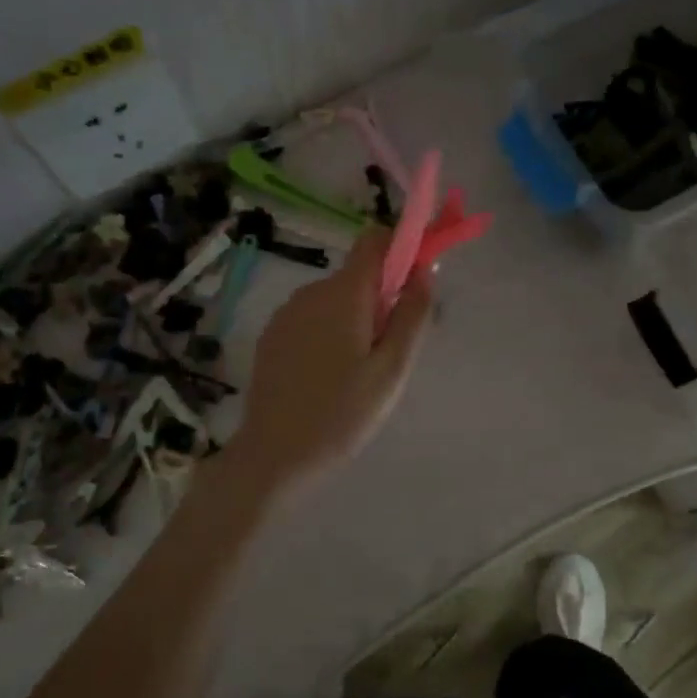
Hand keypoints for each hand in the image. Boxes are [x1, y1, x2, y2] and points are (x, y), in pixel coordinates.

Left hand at [226, 231, 433, 502]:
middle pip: (358, 275)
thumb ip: (412, 314)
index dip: (402, 248)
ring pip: (336, 299)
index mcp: (343, 294)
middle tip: (393, 350)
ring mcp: (286, 314)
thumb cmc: (342, 414)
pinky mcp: (272, 336)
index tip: (419, 280)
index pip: (375, 241)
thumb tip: (424, 270)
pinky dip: (331, 333)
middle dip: (383, 298)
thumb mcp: (392, 369)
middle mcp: (311, 292)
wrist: (274, 456)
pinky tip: (330, 378)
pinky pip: (314, 319)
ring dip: (357, 319)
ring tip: (361, 374)